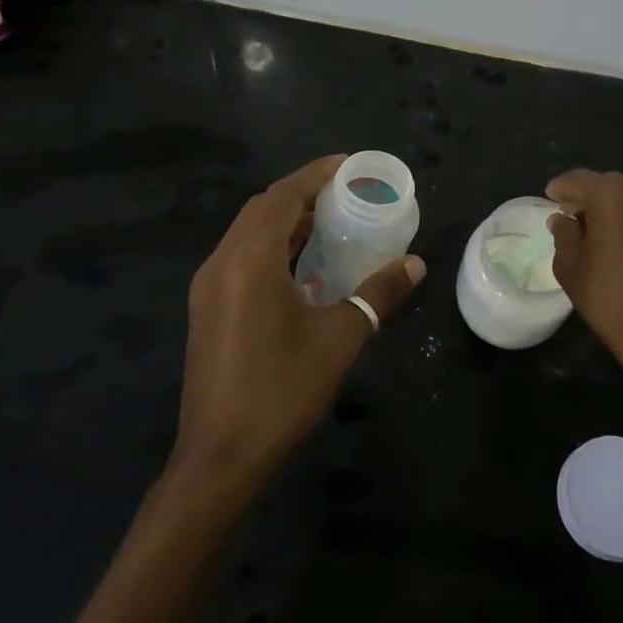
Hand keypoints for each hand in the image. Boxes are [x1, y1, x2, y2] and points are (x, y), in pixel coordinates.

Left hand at [175, 155, 424, 488]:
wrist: (221, 458)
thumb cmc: (282, 391)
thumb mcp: (340, 339)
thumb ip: (378, 294)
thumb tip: (415, 264)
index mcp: (249, 260)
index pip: (282, 196)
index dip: (315, 174)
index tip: (349, 164)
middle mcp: (221, 263)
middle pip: (262, 209)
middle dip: (302, 193)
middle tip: (345, 194)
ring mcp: (208, 287)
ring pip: (248, 233)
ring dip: (286, 220)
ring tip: (330, 222)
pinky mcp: (207, 309)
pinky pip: (241, 258)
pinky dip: (272, 247)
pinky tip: (303, 266)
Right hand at [546, 168, 622, 389]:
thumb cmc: (609, 300)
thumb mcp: (570, 267)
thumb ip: (564, 234)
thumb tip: (563, 219)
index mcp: (613, 196)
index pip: (579, 179)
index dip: (562, 188)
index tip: (551, 198)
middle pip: (611, 186)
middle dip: (591, 197)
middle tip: (575, 217)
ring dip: (620, 210)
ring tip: (606, 233)